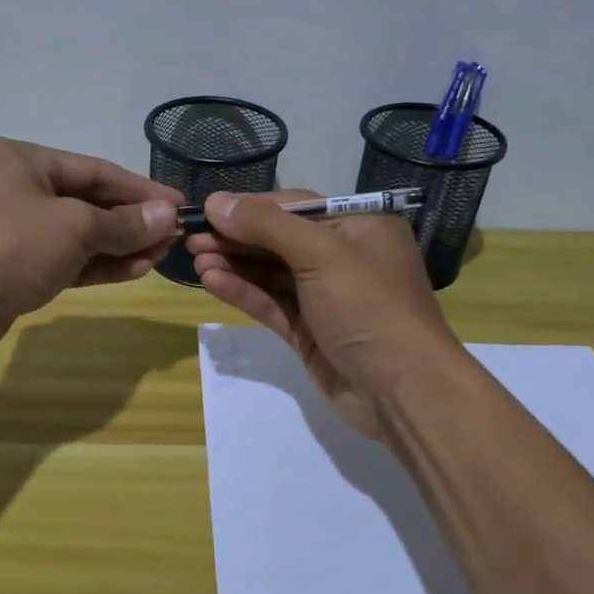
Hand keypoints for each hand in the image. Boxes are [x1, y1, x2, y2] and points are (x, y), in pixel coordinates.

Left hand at [0, 138, 181, 359]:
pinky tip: (134, 270)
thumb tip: (167, 216)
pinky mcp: (16, 267)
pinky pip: (66, 260)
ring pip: (79, 235)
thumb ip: (123, 223)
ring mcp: (16, 230)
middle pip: (88, 202)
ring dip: (119, 246)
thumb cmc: (11, 245)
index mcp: (25, 160)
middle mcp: (18, 189)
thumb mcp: (75, 227)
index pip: (96, 171)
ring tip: (160, 257)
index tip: (180, 205)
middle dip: (132, 221)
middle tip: (173, 238)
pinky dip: (97, 265)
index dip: (141, 189)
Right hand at [188, 190, 462, 439]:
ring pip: (271, 274)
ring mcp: (325, 297)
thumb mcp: (321, 254)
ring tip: (194, 259)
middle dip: (236, 238)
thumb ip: (266, 225)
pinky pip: (271, 304)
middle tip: (190, 239)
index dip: (248, 208)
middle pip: (278, 240)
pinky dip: (243, 292)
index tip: (205, 211)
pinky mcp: (310, 332)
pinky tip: (212, 282)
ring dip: (234, 265)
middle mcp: (343, 257)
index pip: (294, 206)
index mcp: (359, 226)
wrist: (402, 392)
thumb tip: (215, 202)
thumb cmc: (369, 307)